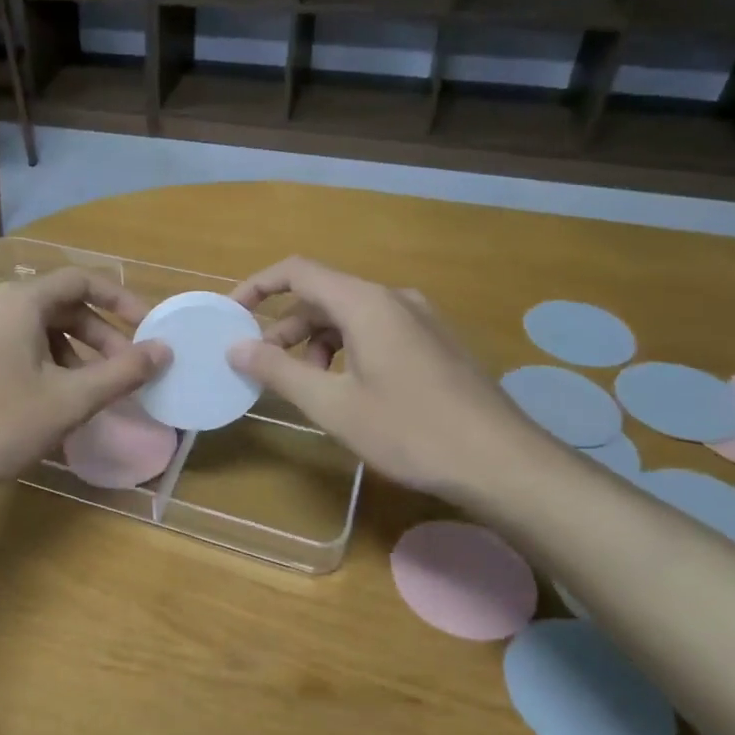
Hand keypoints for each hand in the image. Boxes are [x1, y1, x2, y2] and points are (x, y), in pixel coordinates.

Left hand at [0, 268, 170, 501]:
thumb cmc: (1, 426)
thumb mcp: (70, 400)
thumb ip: (122, 372)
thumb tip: (164, 350)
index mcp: (18, 301)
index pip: (81, 281)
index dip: (120, 300)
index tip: (148, 327)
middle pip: (60, 304)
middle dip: (99, 334)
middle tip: (126, 368)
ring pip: (37, 327)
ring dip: (73, 351)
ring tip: (92, 390)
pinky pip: (14, 342)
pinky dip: (45, 359)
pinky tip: (55, 395)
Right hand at [228, 257, 551, 503]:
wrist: (503, 463)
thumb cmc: (410, 431)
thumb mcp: (333, 405)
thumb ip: (279, 371)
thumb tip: (236, 347)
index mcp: (366, 303)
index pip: (298, 271)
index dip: (258, 286)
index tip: (231, 313)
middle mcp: (394, 299)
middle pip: (324, 296)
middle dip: (286, 328)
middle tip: (263, 367)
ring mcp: (421, 320)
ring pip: (351, 316)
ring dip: (316, 343)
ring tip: (307, 385)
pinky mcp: (436, 344)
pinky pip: (377, 332)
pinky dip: (347, 351)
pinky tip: (347, 390)